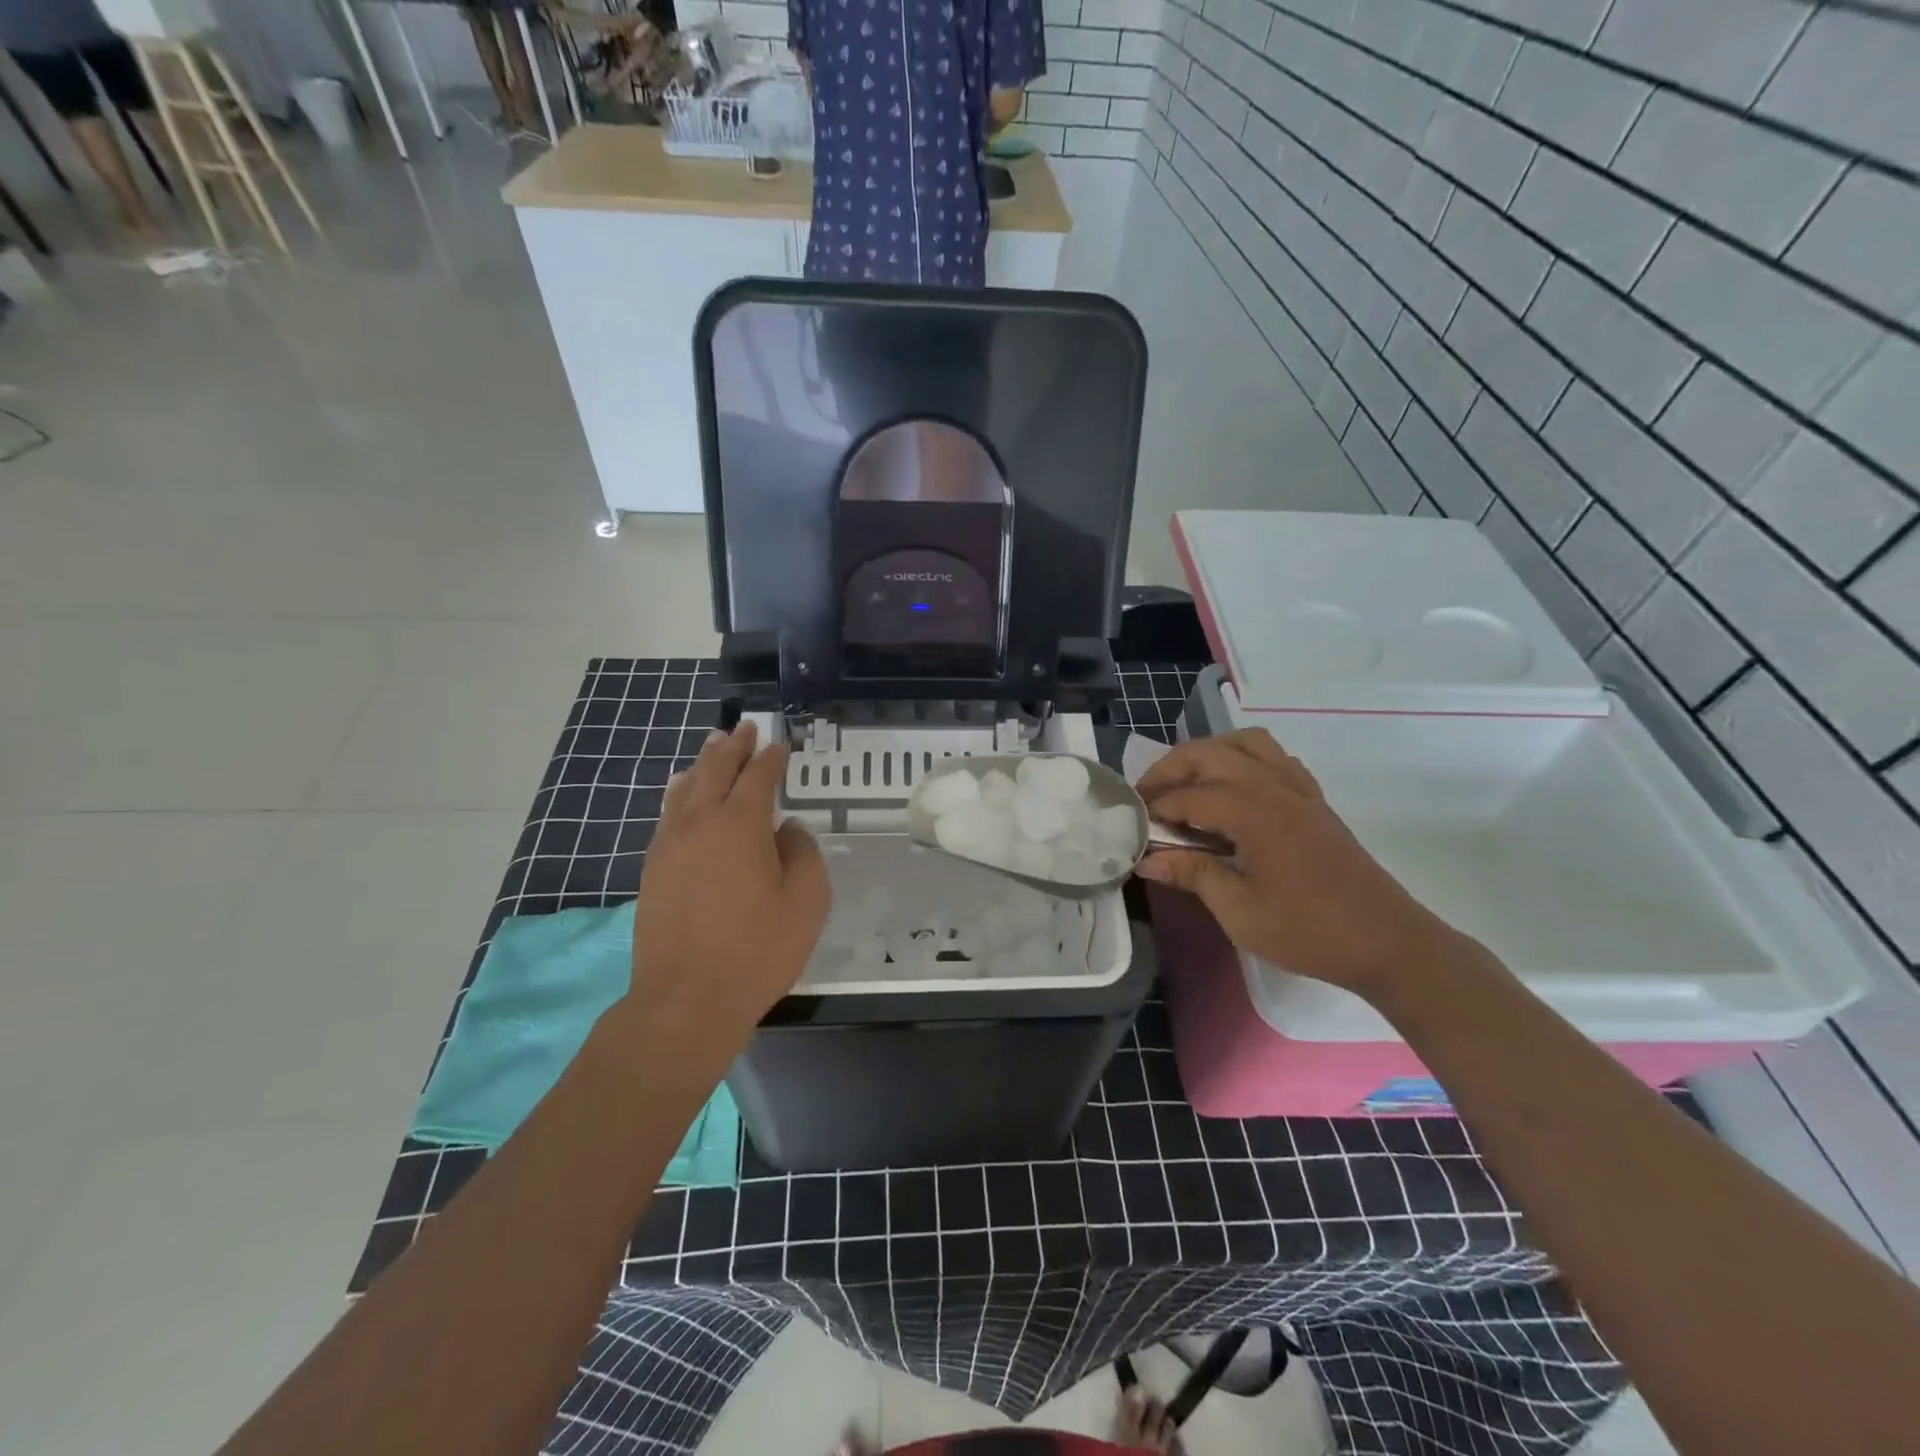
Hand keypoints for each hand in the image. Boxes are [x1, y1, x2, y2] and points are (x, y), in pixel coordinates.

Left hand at [625, 722, 829, 1046]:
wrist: (687, 999)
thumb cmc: (758, 950)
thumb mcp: (806, 901)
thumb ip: (802, 853)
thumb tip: (786, 829)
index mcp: (741, 824)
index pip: (758, 777)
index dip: (771, 758)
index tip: (779, 745)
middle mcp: (700, 823)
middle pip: (715, 770)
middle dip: (732, 747)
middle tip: (744, 728)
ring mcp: (669, 844)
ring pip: (685, 788)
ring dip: (702, 763)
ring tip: (713, 745)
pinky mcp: (653, 868)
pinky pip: (667, 813)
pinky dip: (679, 792)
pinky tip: (681, 790)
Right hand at [1136, 730, 1453, 998]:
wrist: (1387, 942)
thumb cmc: (1309, 931)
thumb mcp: (1240, 912)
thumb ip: (1193, 875)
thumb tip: (1147, 859)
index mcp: (1254, 813)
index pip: (1189, 796)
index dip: (1156, 809)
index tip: (1133, 825)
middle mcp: (1275, 787)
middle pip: (1211, 754)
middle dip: (1171, 768)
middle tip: (1147, 796)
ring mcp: (1299, 790)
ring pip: (1246, 744)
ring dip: (1209, 753)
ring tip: (1187, 782)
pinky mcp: (1314, 801)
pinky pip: (1274, 758)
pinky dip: (1244, 760)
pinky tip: (1233, 790)